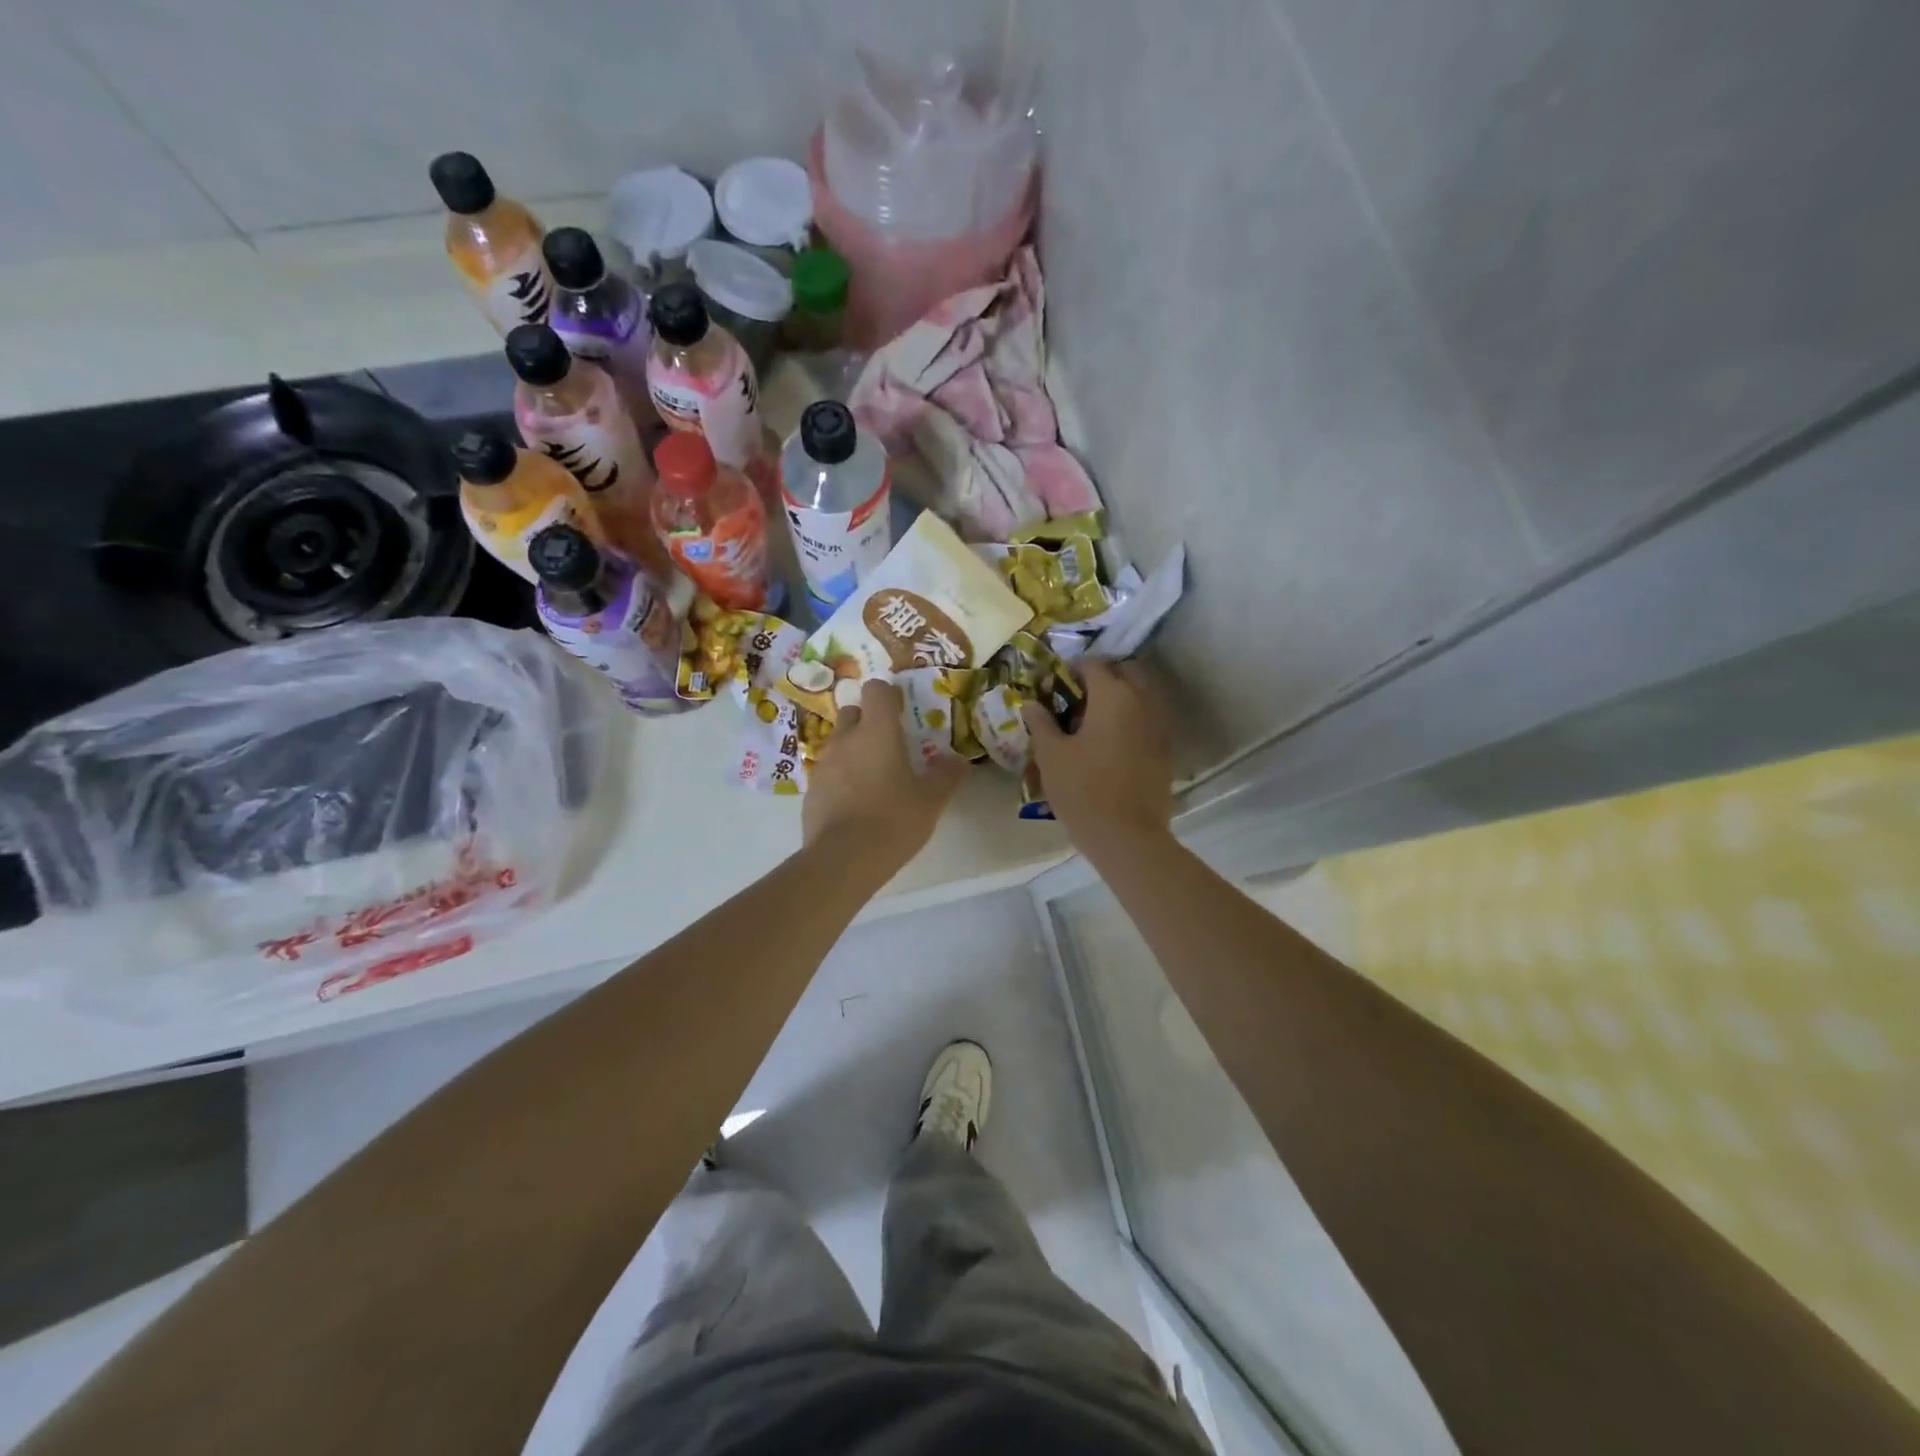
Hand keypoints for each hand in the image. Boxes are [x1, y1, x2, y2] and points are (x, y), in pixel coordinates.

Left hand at [804, 679, 968, 869]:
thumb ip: (947, 776)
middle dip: (868, 720)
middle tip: (889, 743)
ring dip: (854, 750)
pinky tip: (855, 802)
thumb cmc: (893, 820)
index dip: (889, 695)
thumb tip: (960, 761)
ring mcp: (824, 764)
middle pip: (853, 712)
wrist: (843, 859)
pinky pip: (828, 771)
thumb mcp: (931, 801)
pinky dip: (841, 777)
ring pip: (839, 742)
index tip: (902, 710)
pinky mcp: (811, 790)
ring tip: (873, 777)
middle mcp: (846, 739)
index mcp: (877, 731)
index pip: (876, 690)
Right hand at [1024, 659, 1172, 845]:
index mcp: (1113, 696)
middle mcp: (1142, 702)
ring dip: (1119, 699)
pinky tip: (1110, 745)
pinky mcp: (1165, 752)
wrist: (1127, 837)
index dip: (1071, 670)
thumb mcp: (1051, 755)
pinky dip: (1131, 722)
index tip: (1054, 685)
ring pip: (1141, 697)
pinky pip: (1147, 722)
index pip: (1093, 665)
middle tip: (1077, 699)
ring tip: (1092, 723)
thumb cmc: (1082, 790)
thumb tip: (1031, 703)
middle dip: (1102, 678)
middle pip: (1126, 673)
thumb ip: (1041, 723)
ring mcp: (1159, 727)